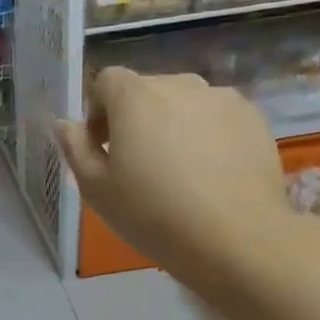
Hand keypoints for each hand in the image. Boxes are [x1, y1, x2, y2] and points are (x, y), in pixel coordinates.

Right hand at [57, 69, 288, 287]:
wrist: (236, 238)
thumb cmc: (153, 214)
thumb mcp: (96, 188)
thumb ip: (75, 148)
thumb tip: (65, 123)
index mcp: (135, 97)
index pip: (107, 80)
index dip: (98, 110)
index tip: (102, 146)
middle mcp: (180, 85)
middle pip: (146, 90)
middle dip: (135, 117)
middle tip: (136, 163)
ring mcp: (222, 99)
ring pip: (184, 102)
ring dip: (172, 124)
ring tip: (177, 168)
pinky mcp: (253, 119)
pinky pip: (216, 117)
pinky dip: (206, 134)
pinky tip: (209, 173)